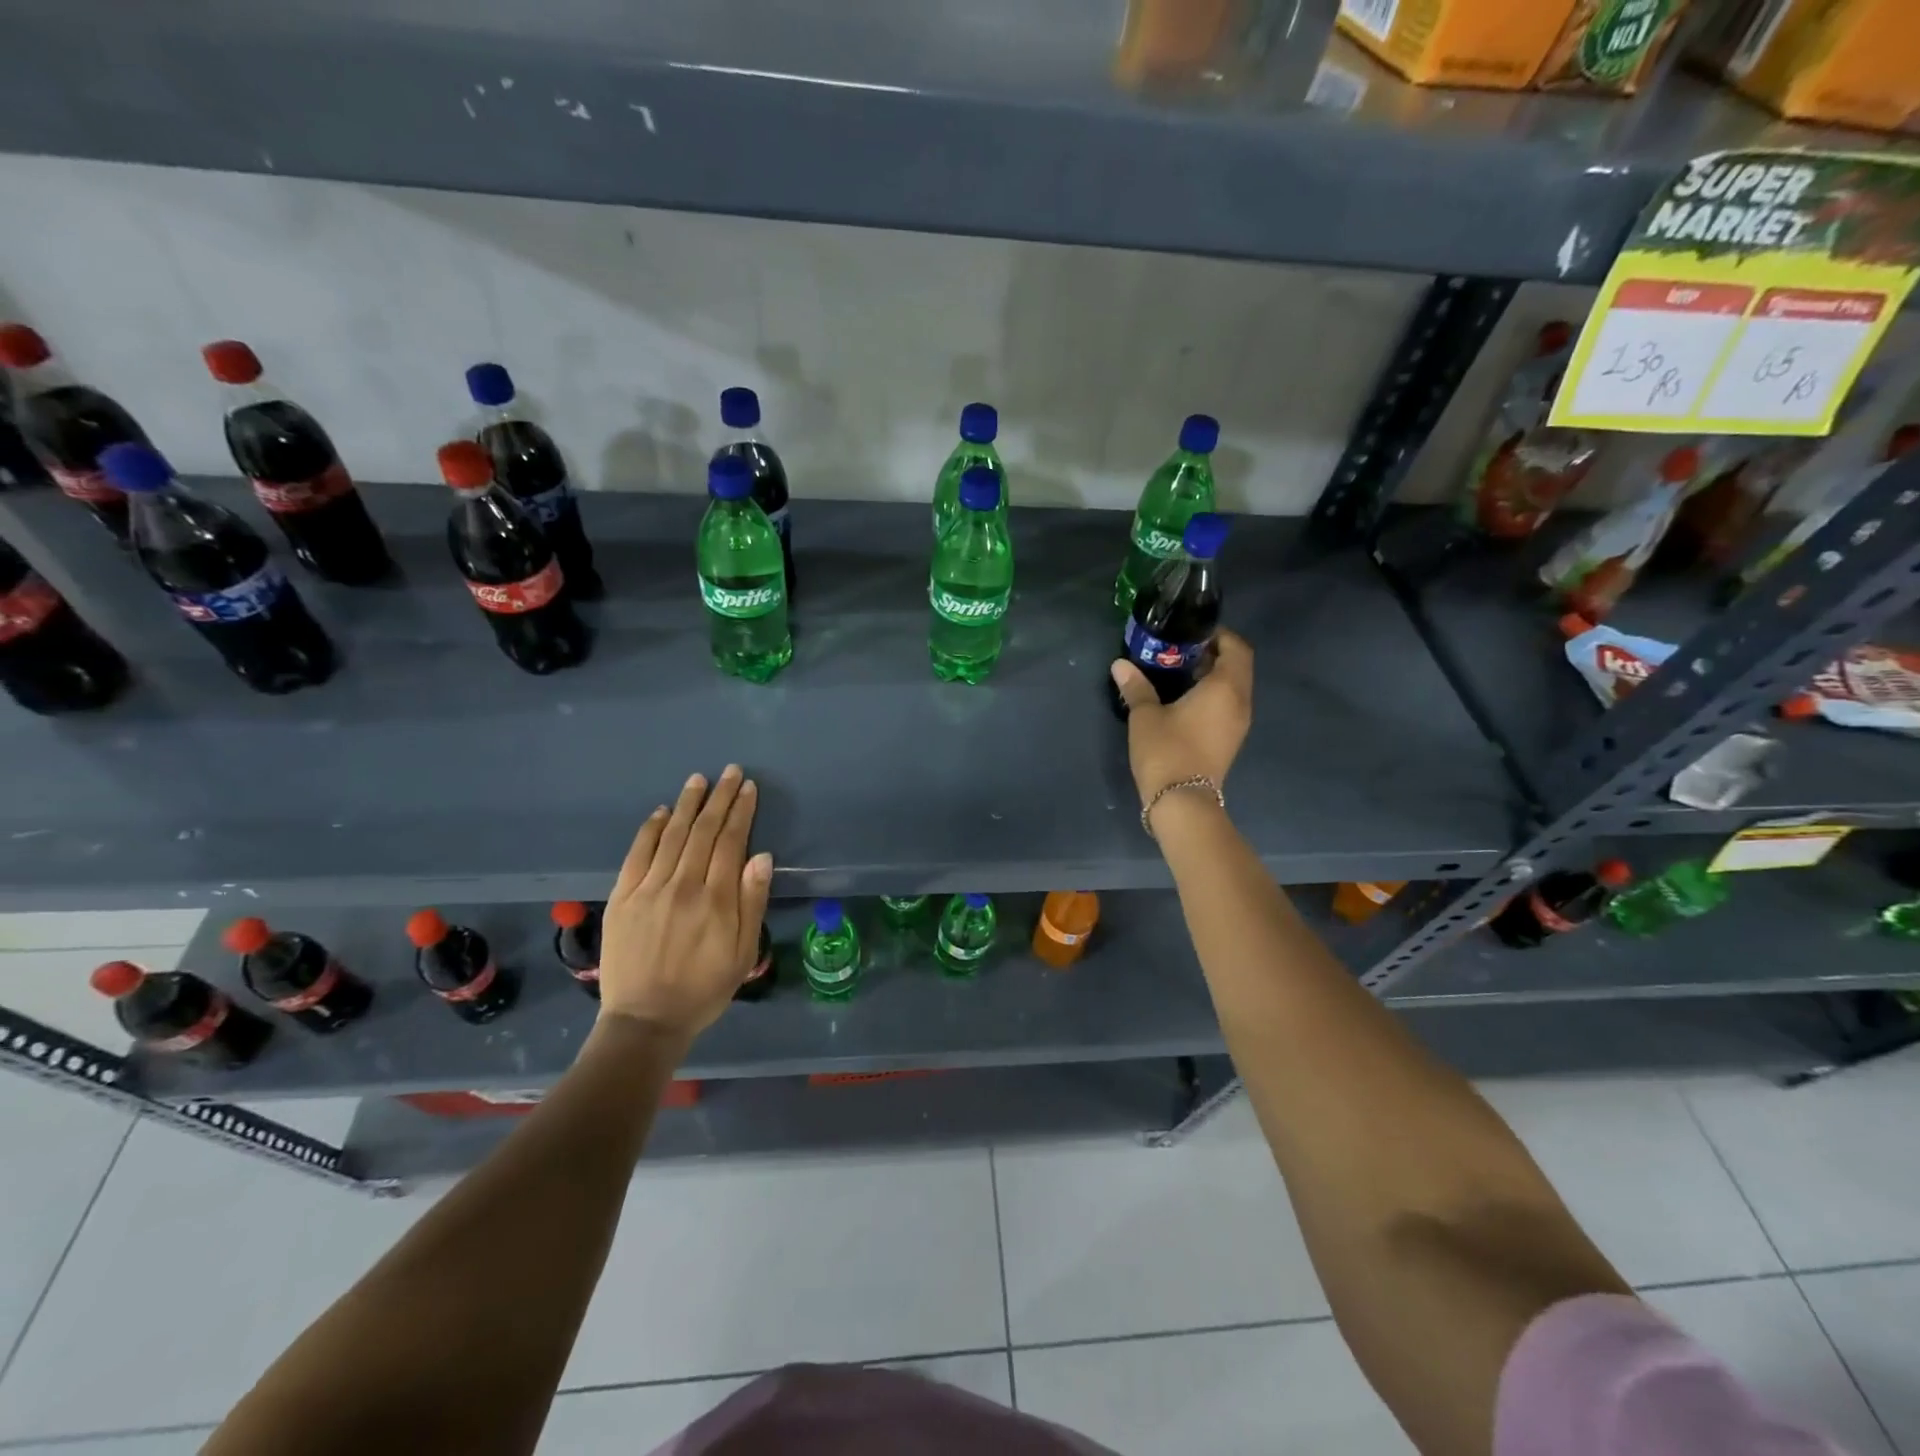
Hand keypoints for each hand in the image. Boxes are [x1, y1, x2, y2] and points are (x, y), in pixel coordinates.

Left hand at [598, 765, 773, 1041]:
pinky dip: (651, 829)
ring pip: (673, 835)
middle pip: (704, 831)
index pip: (731, 842)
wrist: (645, 1021)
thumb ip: (752, 902)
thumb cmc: (704, 989)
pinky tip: (662, 812)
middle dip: (719, 798)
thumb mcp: (743, 953)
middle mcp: (683, 885)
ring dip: (688, 804)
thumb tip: (761, 856)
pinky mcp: (622, 897)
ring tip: (699, 780)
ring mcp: (648, 889)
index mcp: (716, 900)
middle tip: (730, 772)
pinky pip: (638, 854)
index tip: (748, 788)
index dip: (741, 812)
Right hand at [1110, 628, 1252, 814]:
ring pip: (1234, 687)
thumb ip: (1136, 686)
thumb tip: (1120, 664)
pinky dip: (1213, 695)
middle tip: (1181, 651)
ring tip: (1180, 674)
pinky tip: (1185, 701)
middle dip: (1214, 654)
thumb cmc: (1166, 751)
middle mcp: (1241, 701)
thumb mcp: (1145, 715)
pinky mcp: (1231, 740)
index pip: (1237, 648)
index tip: (1192, 633)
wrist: (1182, 802)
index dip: (1219, 635)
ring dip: (1213, 676)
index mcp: (1226, 687)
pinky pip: (1228, 705)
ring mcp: (1239, 723)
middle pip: (1238, 666)